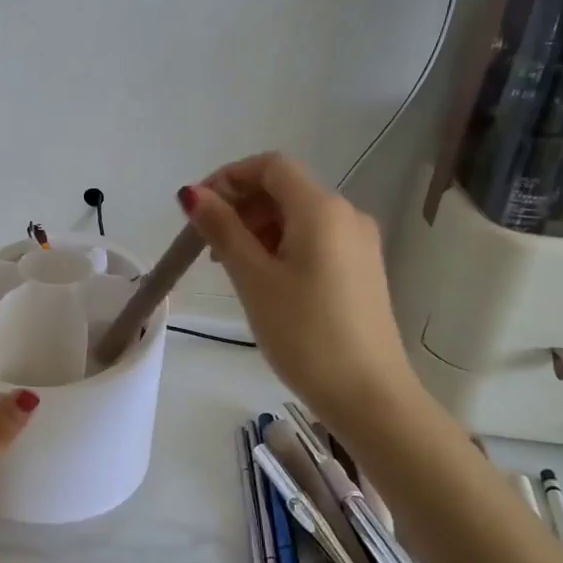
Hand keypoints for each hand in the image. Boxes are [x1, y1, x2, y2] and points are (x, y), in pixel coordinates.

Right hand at [179, 152, 419, 430]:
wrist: (370, 395)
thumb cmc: (305, 334)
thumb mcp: (254, 279)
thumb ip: (222, 230)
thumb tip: (193, 194)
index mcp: (321, 208)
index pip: (271, 166)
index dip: (229, 177)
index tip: (197, 209)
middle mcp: (347, 215)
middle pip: (285, 189)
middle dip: (241, 206)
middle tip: (208, 246)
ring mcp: (360, 243)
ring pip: (299, 217)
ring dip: (259, 228)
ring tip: (231, 269)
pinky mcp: (363, 269)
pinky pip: (316, 240)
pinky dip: (283, 247)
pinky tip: (265, 281)